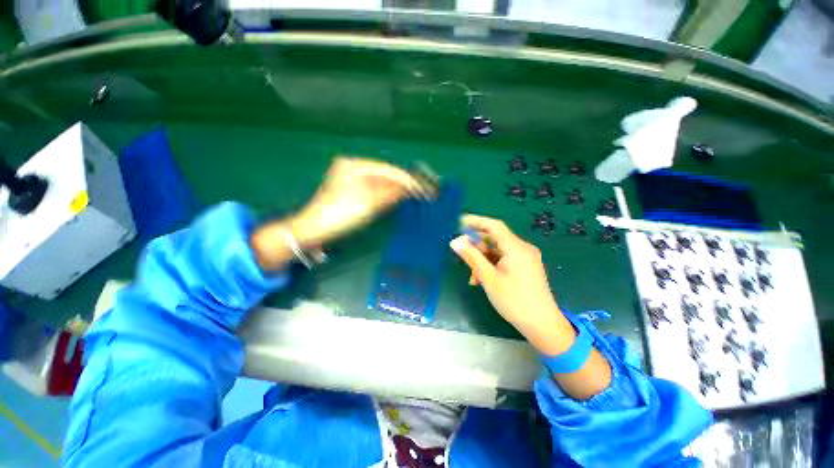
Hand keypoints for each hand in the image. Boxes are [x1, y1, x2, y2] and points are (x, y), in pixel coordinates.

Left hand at [291, 157, 420, 246]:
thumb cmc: (339, 213)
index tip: (425, 189)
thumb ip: (391, 193)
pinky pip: (376, 190)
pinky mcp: (353, 192)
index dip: (408, 180)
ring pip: (382, 183)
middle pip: (386, 175)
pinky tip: (398, 199)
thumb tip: (411, 188)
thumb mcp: (368, 202)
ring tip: (416, 196)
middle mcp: (354, 168)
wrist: (313, 230)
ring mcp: (352, 180)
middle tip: (424, 193)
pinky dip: (388, 195)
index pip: (389, 170)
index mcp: (355, 165)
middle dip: (404, 184)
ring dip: (398, 190)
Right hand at [449, 215, 573, 354]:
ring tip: (473, 277)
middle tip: (463, 258)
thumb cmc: (514, 301)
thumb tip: (455, 242)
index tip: (459, 223)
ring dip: (483, 260)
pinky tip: (483, 279)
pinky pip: (504, 259)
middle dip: (477, 248)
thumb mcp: (488, 278)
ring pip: (497, 251)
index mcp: (516, 248)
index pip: (494, 226)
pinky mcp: (526, 266)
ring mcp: (526, 258)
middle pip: (494, 239)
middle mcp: (523, 248)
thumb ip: (471, 257)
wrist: (542, 325)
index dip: (475, 222)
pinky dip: (491, 266)